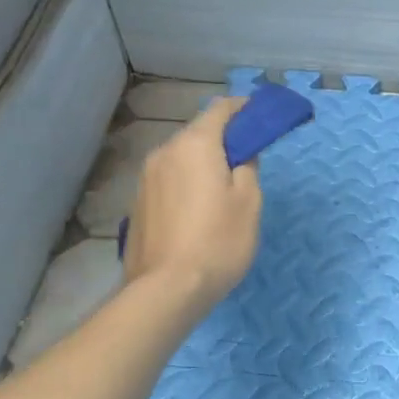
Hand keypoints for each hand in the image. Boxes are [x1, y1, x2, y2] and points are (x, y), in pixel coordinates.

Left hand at [122, 98, 262, 314]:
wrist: (166, 289)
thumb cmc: (218, 240)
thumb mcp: (249, 202)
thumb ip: (248, 167)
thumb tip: (241, 154)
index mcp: (195, 145)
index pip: (220, 110)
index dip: (242, 108)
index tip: (260, 116)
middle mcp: (165, 152)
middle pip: (198, 133)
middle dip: (223, 138)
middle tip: (247, 159)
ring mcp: (146, 178)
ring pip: (181, 157)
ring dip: (203, 162)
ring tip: (224, 187)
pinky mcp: (138, 203)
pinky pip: (169, 179)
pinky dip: (187, 182)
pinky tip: (199, 209)